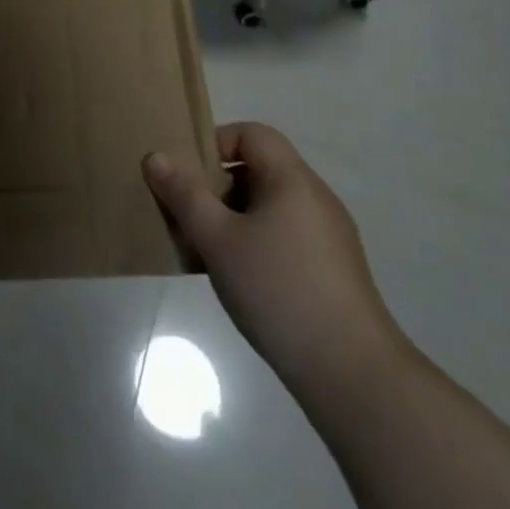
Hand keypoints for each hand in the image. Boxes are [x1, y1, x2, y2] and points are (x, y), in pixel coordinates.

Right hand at [143, 123, 405, 389]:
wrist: (353, 374)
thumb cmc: (278, 290)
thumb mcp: (218, 239)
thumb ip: (184, 195)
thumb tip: (156, 157)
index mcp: (292, 180)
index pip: (251, 134)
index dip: (215, 144)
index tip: (189, 177)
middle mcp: (315, 198)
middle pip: (259, 169)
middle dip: (217, 186)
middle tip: (189, 216)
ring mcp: (329, 235)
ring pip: (269, 206)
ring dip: (233, 218)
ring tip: (207, 251)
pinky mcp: (333, 269)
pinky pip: (285, 235)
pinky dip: (256, 242)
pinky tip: (240, 279)